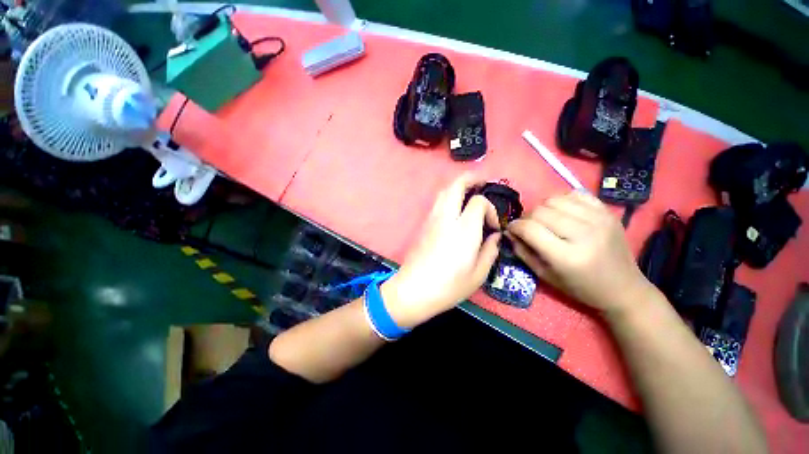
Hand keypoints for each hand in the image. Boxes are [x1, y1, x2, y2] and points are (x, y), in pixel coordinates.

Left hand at [382, 174, 501, 327]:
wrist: (414, 290)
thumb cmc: (449, 286)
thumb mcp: (478, 274)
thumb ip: (490, 251)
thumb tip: (494, 237)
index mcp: (464, 229)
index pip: (479, 202)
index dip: (490, 208)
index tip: (493, 226)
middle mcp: (447, 218)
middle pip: (456, 185)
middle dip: (471, 178)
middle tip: (482, 182)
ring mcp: (432, 219)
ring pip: (444, 191)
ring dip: (458, 186)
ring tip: (469, 192)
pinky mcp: (424, 225)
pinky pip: (437, 202)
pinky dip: (448, 197)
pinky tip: (455, 208)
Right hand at [507, 190, 652, 316]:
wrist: (624, 288)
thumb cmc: (580, 287)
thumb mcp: (545, 275)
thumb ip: (523, 252)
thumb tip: (509, 232)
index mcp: (567, 257)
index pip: (530, 229)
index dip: (514, 226)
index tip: (511, 230)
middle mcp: (584, 234)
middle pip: (540, 211)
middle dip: (527, 218)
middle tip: (528, 227)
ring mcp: (599, 219)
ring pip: (554, 199)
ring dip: (542, 208)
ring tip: (545, 220)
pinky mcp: (607, 212)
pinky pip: (574, 194)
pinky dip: (562, 201)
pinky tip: (562, 213)